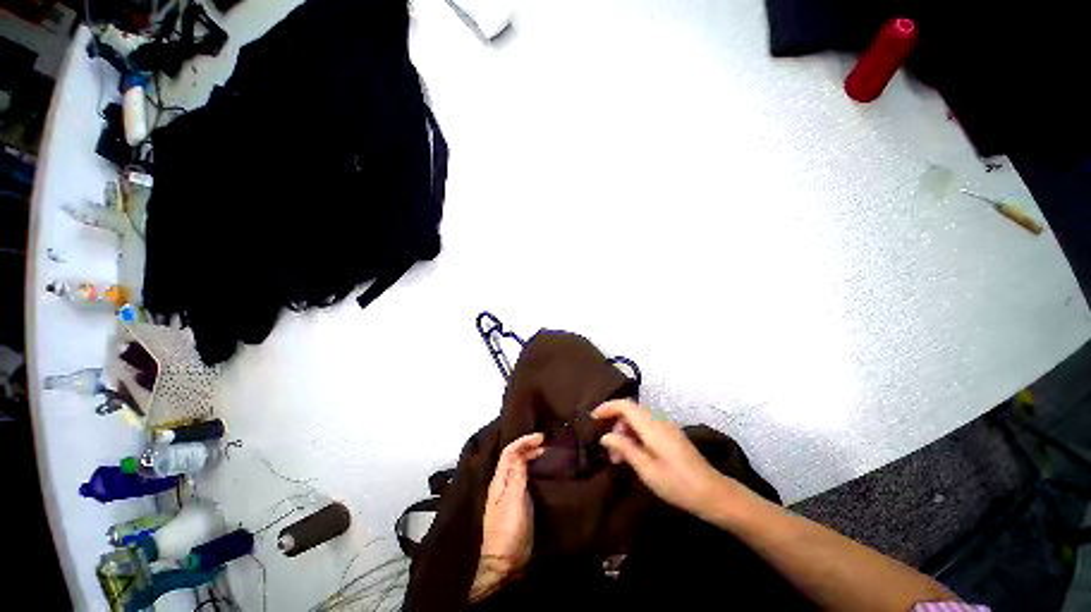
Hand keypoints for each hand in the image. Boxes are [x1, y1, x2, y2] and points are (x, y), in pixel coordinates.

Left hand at [472, 432, 544, 600]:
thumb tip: (522, 451)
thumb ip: (517, 475)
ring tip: (547, 452)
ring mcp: (510, 493)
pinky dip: (534, 469)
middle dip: (528, 446)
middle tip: (547, 443)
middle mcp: (503, 483)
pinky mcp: (519, 502)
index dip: (524, 441)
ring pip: (520, 466)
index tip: (541, 437)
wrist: (506, 563)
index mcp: (499, 480)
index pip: (509, 452)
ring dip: (531, 456)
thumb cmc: (509, 530)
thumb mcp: (514, 500)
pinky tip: (544, 470)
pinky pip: (525, 477)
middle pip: (514, 457)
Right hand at [593, 400, 731, 520]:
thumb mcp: (646, 469)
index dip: (607, 407)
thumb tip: (605, 436)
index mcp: (652, 426)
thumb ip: (624, 448)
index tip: (593, 418)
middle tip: (609, 452)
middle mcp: (659, 421)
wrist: (714, 494)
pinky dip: (635, 438)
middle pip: (630, 412)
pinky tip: (635, 457)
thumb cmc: (678, 484)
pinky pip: (647, 429)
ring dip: (625, 435)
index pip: (625, 405)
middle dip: (615, 426)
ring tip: (620, 460)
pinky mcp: (671, 437)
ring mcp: (667, 428)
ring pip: (638, 422)